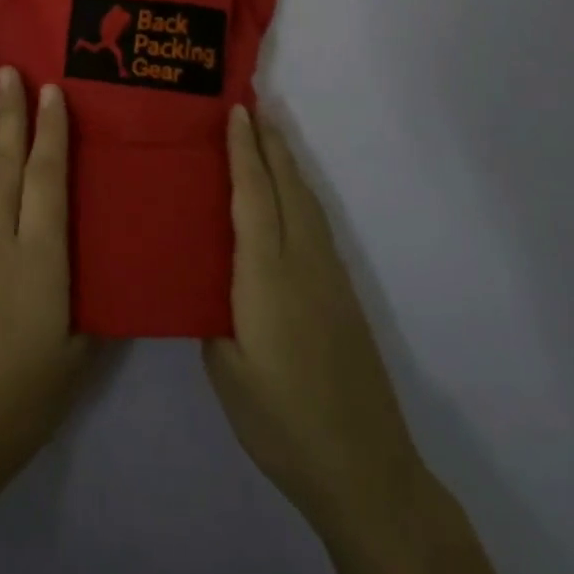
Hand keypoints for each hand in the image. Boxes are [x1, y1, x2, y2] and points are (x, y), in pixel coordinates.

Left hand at [0, 68, 95, 503]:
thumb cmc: (22, 399)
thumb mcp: (79, 358)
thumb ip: (94, 306)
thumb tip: (110, 271)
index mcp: (40, 260)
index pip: (46, 180)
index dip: (50, 132)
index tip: (51, 91)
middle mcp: (0, 242)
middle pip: (5, 165)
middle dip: (9, 114)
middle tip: (8, 71)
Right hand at [203, 106, 428, 541]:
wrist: (364, 468)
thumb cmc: (281, 422)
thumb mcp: (226, 370)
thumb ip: (213, 315)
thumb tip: (209, 282)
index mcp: (266, 276)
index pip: (253, 197)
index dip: (243, 151)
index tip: (236, 111)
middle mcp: (302, 264)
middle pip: (287, 187)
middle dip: (270, 143)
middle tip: (252, 104)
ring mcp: (329, 278)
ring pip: (307, 203)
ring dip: (287, 164)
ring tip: (269, 136)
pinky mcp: (343, 295)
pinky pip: (316, 225)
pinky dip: (299, 194)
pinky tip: (290, 197)